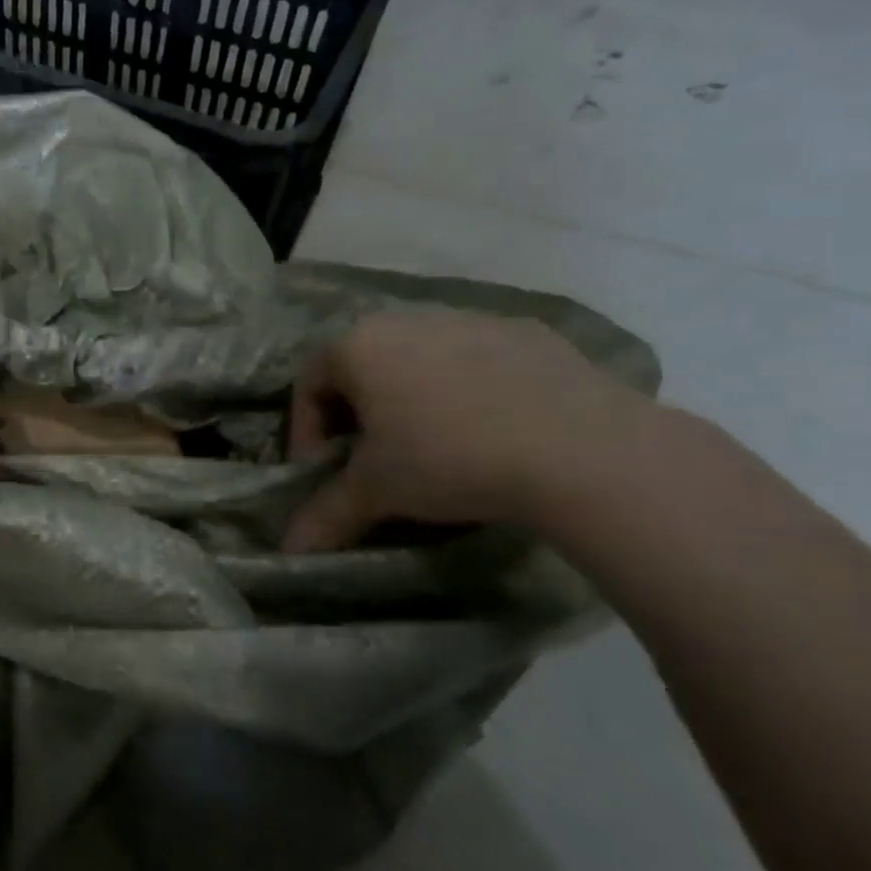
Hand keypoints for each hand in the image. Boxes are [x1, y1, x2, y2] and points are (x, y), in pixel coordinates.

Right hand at [282, 307, 657, 551]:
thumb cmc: (448, 458)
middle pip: (362, 366)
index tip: (322, 473)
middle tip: (372, 461)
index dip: (306, 433)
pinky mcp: (527, 332)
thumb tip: (288, 551)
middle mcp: (406, 319)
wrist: (582, 450)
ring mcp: (471, 319)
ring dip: (411, 399)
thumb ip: (325, 516)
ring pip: (419, 360)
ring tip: (434, 447)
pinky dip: (469, 391)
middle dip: (358, 414)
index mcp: (358, 344)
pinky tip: (492, 431)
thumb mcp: (376, 492)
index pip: (308, 384)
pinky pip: (477, 360)